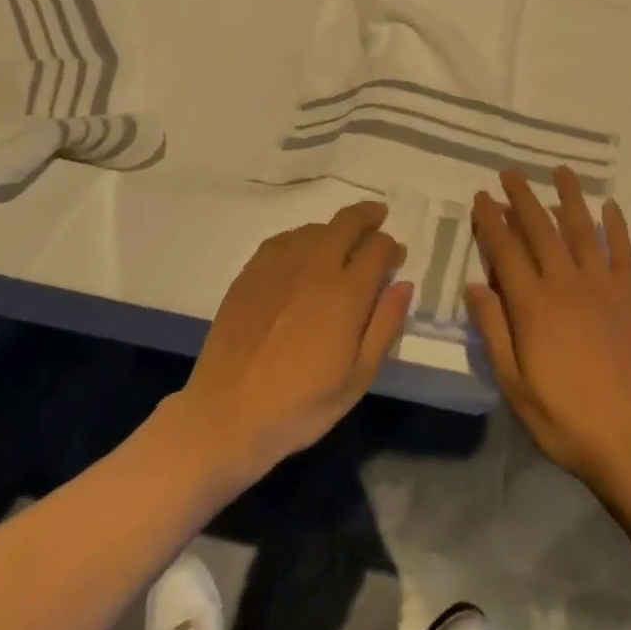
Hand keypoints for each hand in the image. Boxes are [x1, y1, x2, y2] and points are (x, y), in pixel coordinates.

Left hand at [175, 201, 412, 483]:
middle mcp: (315, 267)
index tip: (396, 257)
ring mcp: (279, 265)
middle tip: (378, 217)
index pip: (378, 248)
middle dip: (369, 216)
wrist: (227, 413)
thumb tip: (403, 284)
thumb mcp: (358, 378)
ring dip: (336, 229)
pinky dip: (303, 238)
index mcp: (346, 293)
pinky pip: (285, 239)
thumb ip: (385, 325)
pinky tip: (303, 254)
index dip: (392, 248)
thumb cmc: (301, 405)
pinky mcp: (251, 272)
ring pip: (316, 228)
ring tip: (342, 242)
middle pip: (348, 222)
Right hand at [466, 168, 630, 487]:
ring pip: (582, 229)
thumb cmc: (566, 418)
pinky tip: (610, 205)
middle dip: (522, 198)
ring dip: (568, 197)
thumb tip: (473, 285)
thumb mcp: (514, 384)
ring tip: (560, 172)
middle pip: (540, 229)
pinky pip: (623, 250)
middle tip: (510, 173)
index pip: (505, 250)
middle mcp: (565, 284)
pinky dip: (616, 224)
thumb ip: (494, 330)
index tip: (482, 197)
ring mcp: (604, 286)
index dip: (491, 221)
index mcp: (532, 305)